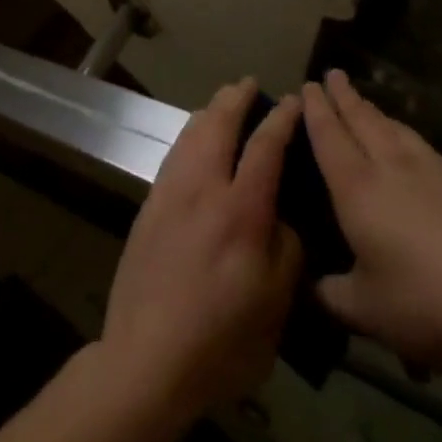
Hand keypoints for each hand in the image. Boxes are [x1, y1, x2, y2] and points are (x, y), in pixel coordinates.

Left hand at [98, 78, 303, 424]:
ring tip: (223, 103)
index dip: (281, 119)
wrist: (147, 356)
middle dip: (236, 98)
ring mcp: (170, 191)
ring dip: (210, 111)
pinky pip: (174, 152)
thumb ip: (285, 250)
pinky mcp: (149, 203)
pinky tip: (195, 140)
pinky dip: (190, 134)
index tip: (294, 100)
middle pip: (218, 123)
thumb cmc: (221, 340)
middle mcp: (203, 188)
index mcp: (241, 211)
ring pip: (191, 132)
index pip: (265, 147)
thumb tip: (280, 217)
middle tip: (249, 85)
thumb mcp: (275, 306)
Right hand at [303, 70, 441, 377]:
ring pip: (394, 127)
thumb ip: (333, 295)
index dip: (315, 108)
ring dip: (373, 110)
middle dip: (343, 95)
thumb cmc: (432, 305)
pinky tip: (409, 144)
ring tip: (363, 102)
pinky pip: (421, 144)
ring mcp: (433, 170)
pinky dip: (403, 133)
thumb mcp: (370, 313)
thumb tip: (313, 285)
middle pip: (362, 118)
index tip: (307, 85)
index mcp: (358, 188)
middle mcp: (390, 165)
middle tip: (332, 74)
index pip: (328, 134)